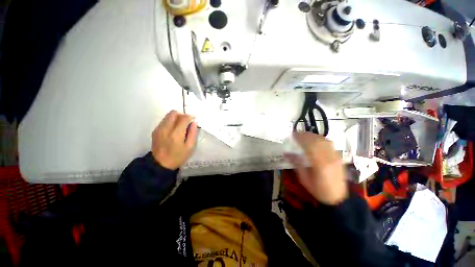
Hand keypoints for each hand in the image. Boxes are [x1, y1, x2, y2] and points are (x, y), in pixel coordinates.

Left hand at [151, 110, 197, 169]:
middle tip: (187, 122)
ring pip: (168, 115)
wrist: (160, 164)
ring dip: (176, 117)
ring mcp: (159, 129)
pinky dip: (171, 121)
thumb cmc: (178, 156)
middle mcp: (166, 128)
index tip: (194, 119)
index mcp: (176, 134)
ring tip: (180, 126)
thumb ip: (193, 133)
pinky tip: (174, 130)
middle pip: (174, 113)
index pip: (183, 118)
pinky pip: (164, 120)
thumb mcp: (190, 147)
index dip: (190, 116)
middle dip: (182, 115)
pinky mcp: (155, 130)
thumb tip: (194, 122)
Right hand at [284, 132, 347, 204]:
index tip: (293, 135)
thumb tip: (286, 153)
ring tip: (304, 136)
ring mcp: (336, 156)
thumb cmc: (318, 190)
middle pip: (318, 141)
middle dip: (306, 135)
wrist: (338, 198)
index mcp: (320, 165)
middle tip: (296, 134)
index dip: (301, 138)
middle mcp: (330, 158)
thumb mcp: (304, 179)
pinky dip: (320, 139)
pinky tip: (314, 140)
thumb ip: (296, 164)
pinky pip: (329, 143)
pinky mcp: (338, 156)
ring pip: (324, 140)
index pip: (311, 146)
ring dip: (313, 136)